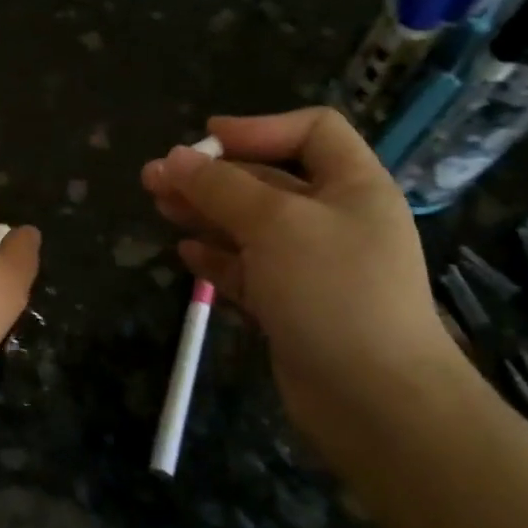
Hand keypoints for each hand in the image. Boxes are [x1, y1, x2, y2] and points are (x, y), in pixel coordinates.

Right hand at [140, 109, 459, 430]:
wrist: (373, 399)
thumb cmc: (332, 290)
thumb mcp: (275, 224)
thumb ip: (221, 187)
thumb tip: (172, 158)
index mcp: (352, 186)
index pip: (312, 131)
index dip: (258, 128)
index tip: (206, 139)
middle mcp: (334, 219)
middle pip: (268, 179)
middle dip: (212, 175)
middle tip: (155, 177)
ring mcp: (312, 266)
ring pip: (250, 226)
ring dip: (205, 212)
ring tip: (158, 206)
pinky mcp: (290, 305)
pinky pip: (248, 269)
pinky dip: (217, 258)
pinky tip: (186, 253)